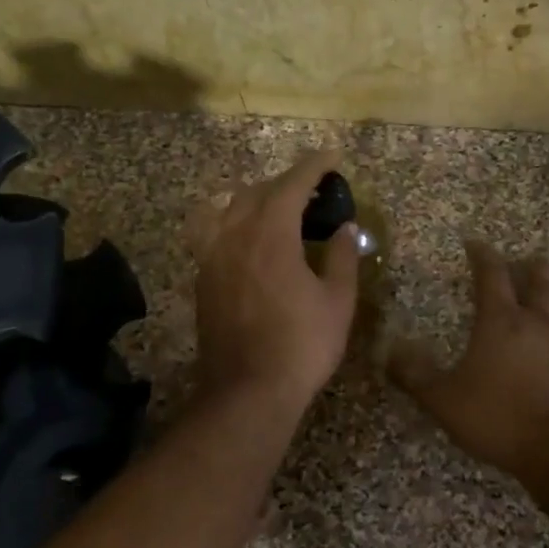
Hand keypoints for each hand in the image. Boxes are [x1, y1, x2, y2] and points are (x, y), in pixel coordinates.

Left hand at [188, 150, 360, 414]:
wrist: (247, 391)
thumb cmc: (301, 346)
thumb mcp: (337, 301)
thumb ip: (341, 257)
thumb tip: (345, 228)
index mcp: (270, 233)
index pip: (292, 184)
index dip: (314, 166)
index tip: (332, 156)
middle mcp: (235, 235)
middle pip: (257, 191)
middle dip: (286, 182)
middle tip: (313, 188)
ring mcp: (212, 257)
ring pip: (230, 209)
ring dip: (257, 199)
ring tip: (279, 209)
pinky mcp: (203, 279)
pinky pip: (215, 233)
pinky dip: (235, 222)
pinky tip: (249, 238)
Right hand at [390, 241, 548, 481]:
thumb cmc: (499, 420)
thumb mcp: (443, 400)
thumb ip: (415, 375)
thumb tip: (391, 352)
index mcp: (502, 323)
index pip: (491, 277)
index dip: (483, 256)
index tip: (476, 243)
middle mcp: (542, 325)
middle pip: (542, 283)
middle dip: (534, 268)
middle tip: (531, 262)